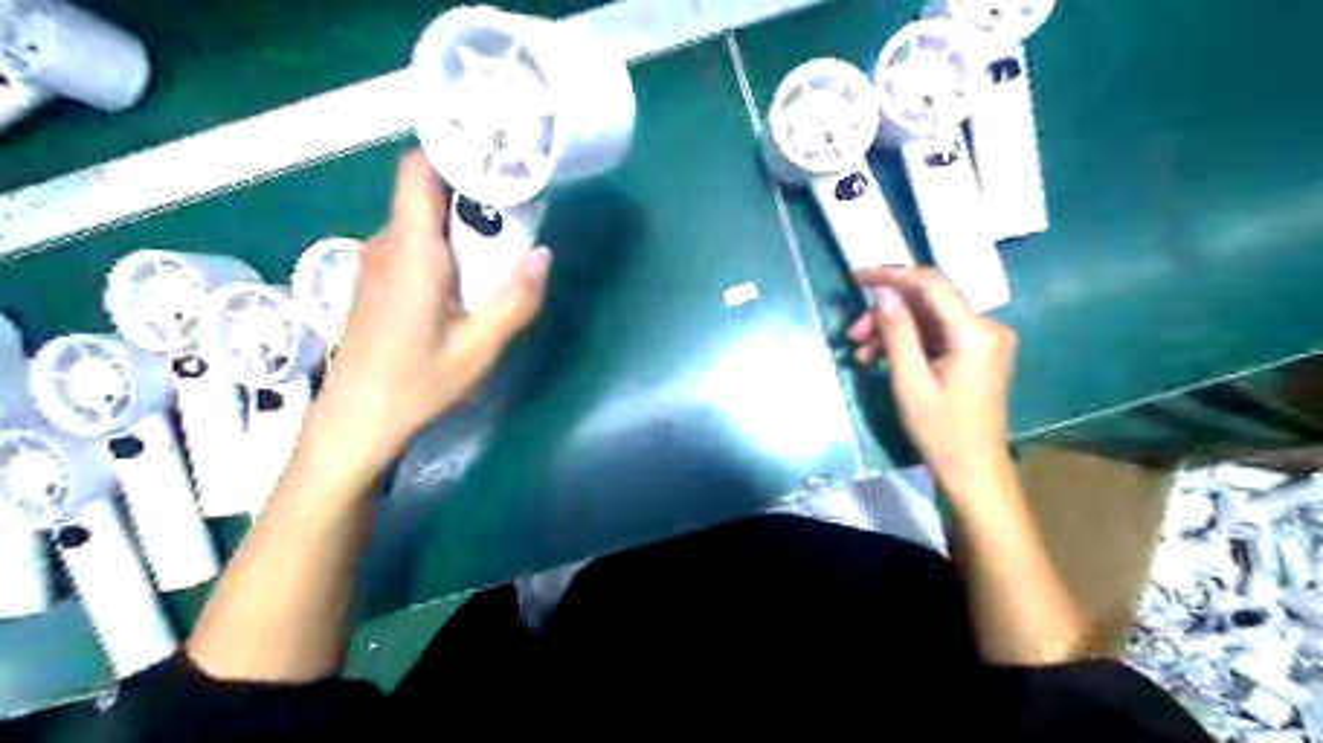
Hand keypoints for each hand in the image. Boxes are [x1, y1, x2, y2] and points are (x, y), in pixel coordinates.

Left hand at [309, 151, 551, 468]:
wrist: (354, 422)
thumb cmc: (415, 386)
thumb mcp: (479, 350)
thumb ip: (515, 300)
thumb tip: (544, 255)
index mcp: (411, 252)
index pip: (419, 170)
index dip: (455, 153)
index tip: (499, 163)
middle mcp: (386, 245)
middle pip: (427, 193)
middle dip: (473, 194)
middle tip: (520, 215)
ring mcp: (375, 262)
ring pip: (421, 220)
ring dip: (461, 224)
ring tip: (502, 247)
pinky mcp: (375, 280)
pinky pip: (413, 243)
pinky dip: (444, 245)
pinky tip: (469, 279)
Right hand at [852, 265, 1015, 487]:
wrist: (973, 470)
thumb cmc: (940, 431)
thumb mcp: (910, 382)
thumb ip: (897, 333)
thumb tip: (883, 293)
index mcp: (975, 333)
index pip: (932, 284)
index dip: (892, 275)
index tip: (856, 278)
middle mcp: (987, 327)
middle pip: (929, 301)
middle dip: (887, 311)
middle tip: (853, 333)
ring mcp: (984, 340)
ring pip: (929, 318)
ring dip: (893, 328)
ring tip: (861, 351)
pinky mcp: (976, 352)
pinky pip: (937, 334)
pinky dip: (908, 342)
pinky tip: (879, 358)